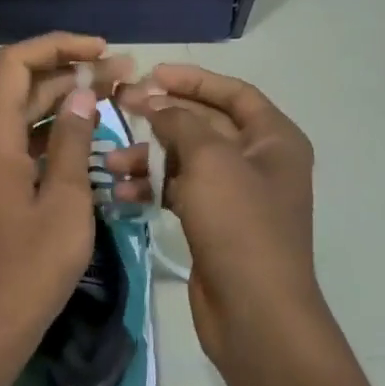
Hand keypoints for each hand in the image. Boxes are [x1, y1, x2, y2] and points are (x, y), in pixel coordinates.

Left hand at [0, 33, 135, 374]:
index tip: (101, 50)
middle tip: (125, 76)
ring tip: (116, 101)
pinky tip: (92, 145)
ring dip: (65, 106)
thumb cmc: (30, 268)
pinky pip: (24, 148)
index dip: (57, 46)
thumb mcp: (64, 202)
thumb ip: (70, 142)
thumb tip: (80, 93)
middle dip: (71, 75)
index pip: (15, 63)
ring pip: (25, 119)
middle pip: (23, 89)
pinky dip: (55, 139)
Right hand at [114, 64, 322, 366]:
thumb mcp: (209, 160)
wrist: (255, 311)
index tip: (151, 74)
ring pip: (185, 160)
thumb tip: (154, 102)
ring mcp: (235, 196)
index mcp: (274, 140)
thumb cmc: (239, 224)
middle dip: (161, 117)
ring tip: (110, 162)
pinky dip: (151, 188)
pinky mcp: (213, 224)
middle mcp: (258, 162)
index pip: (233, 93)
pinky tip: (120, 193)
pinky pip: (178, 192)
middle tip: (118, 108)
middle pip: (204, 125)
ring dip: (148, 157)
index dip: (193, 80)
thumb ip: (179, 122)